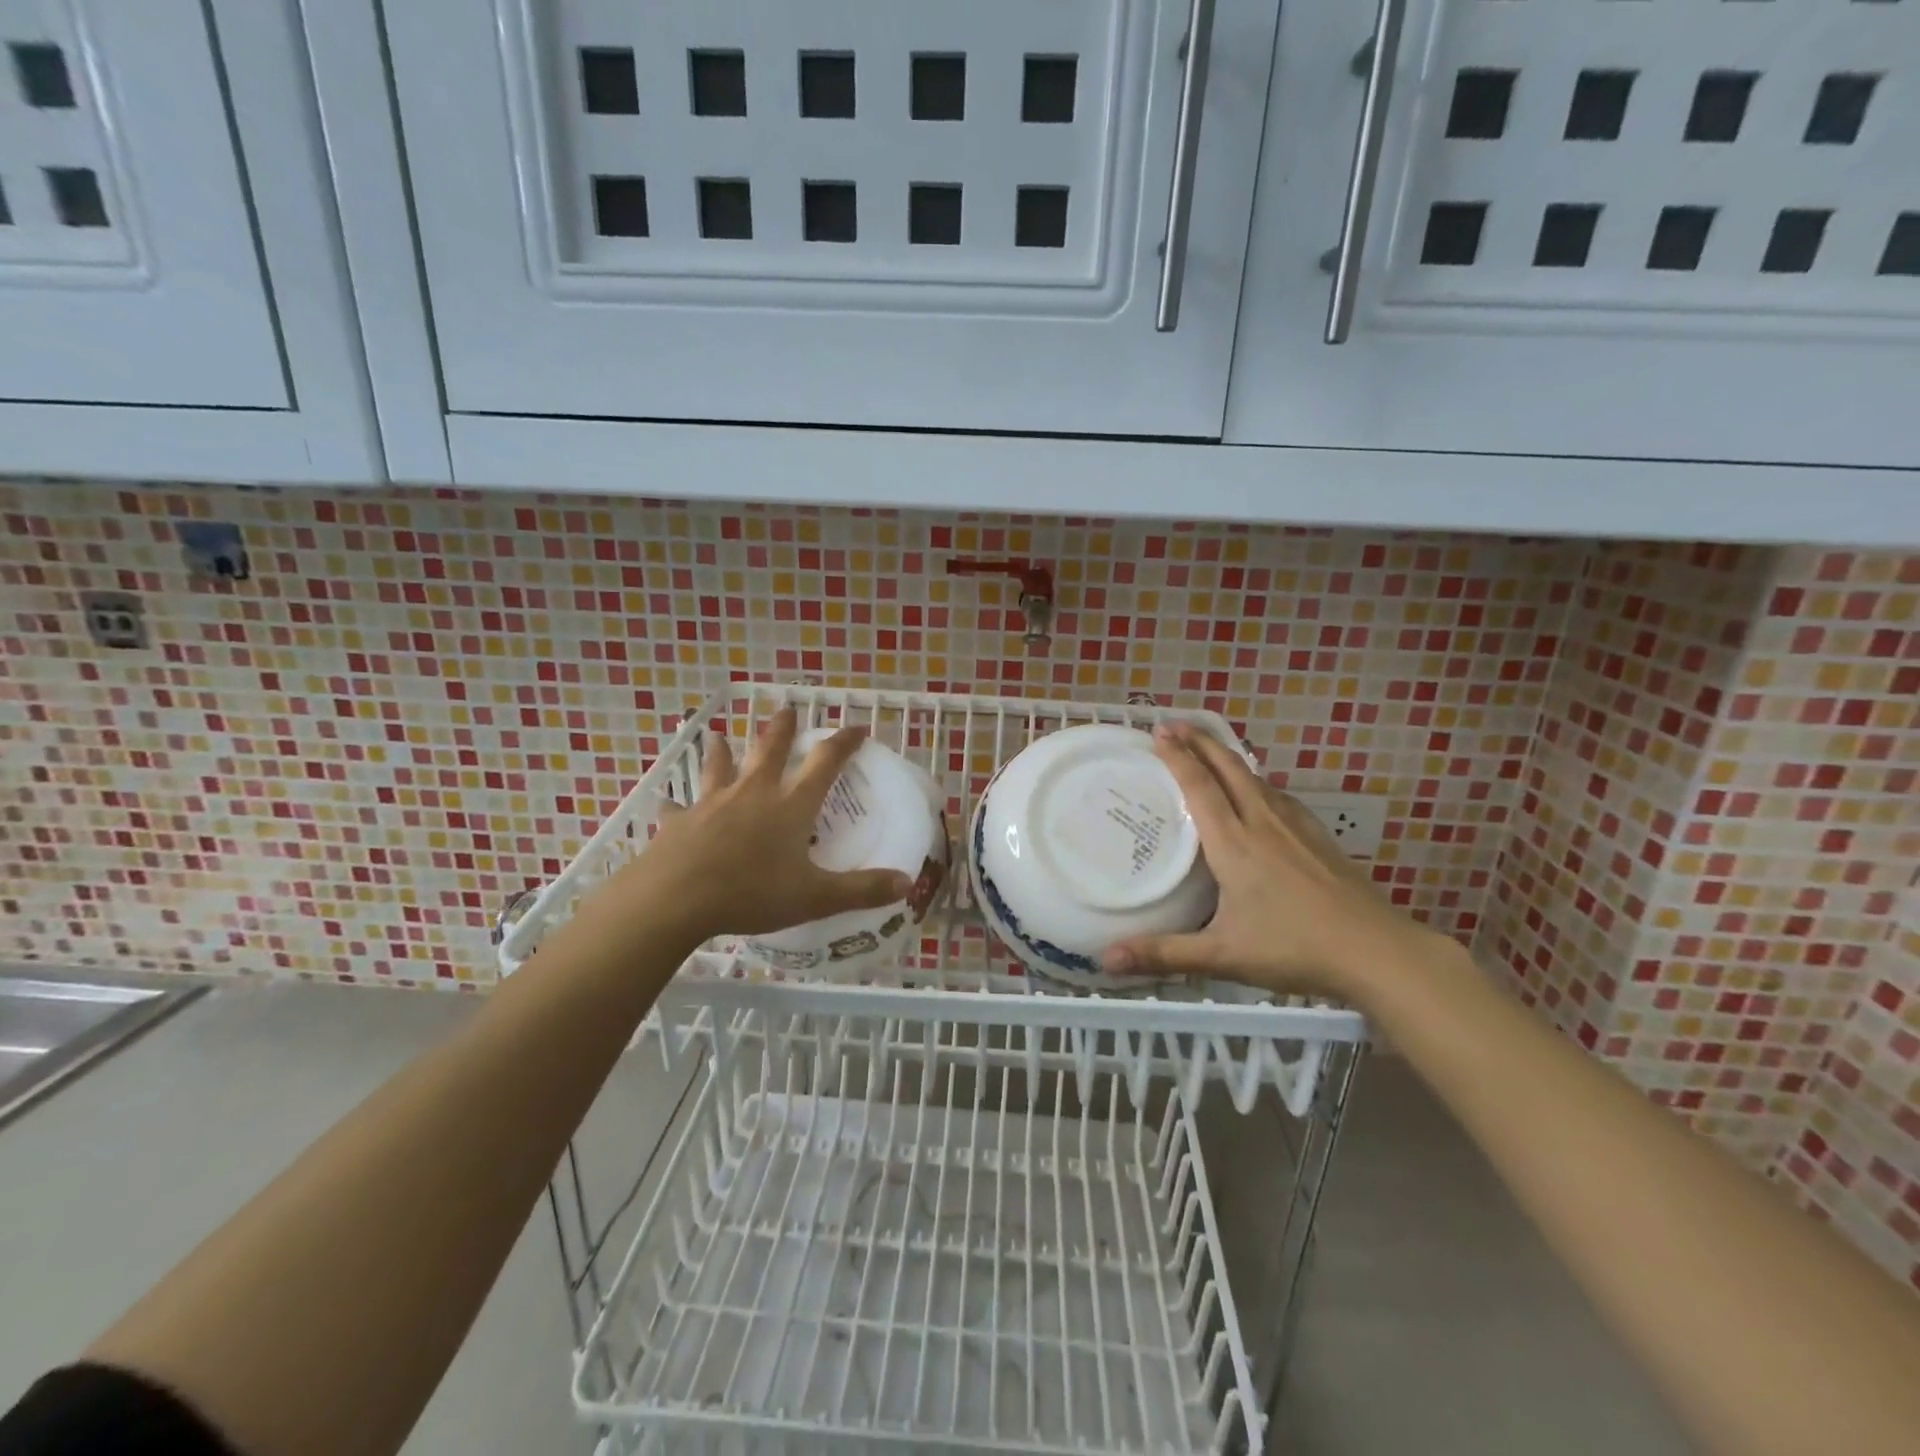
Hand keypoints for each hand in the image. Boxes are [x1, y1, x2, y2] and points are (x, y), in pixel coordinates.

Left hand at [592, 708, 913, 943]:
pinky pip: (678, 809)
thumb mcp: (815, 897)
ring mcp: (712, 804)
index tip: (857, 727)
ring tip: (719, 736)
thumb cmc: (752, 893)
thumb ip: (862, 890)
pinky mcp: (679, 823)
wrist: (675, 899)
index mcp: (790, 806)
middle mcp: (753, 794)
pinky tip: (669, 803)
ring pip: (719, 768)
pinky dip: (677, 805)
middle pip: (769, 751)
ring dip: (722, 752)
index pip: (825, 763)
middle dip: (781, 729)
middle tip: (786, 709)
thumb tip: (906, 883)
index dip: (843, 742)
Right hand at [1102, 722, 1453, 1003]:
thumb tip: (1105, 960)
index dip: (1178, 757)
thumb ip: (1163, 954)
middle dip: (1201, 742)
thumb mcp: (1222, 955)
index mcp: (1235, 843)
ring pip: (1257, 778)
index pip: (1200, 787)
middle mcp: (1263, 823)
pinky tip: (1261, 792)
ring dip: (1229, 757)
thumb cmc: (1294, 948)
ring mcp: (1296, 828)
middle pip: (1230, 768)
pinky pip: (1279, 795)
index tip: (1159, 732)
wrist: (1377, 951)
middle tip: (1176, 724)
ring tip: (1211, 750)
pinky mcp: (1318, 838)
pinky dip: (1257, 781)